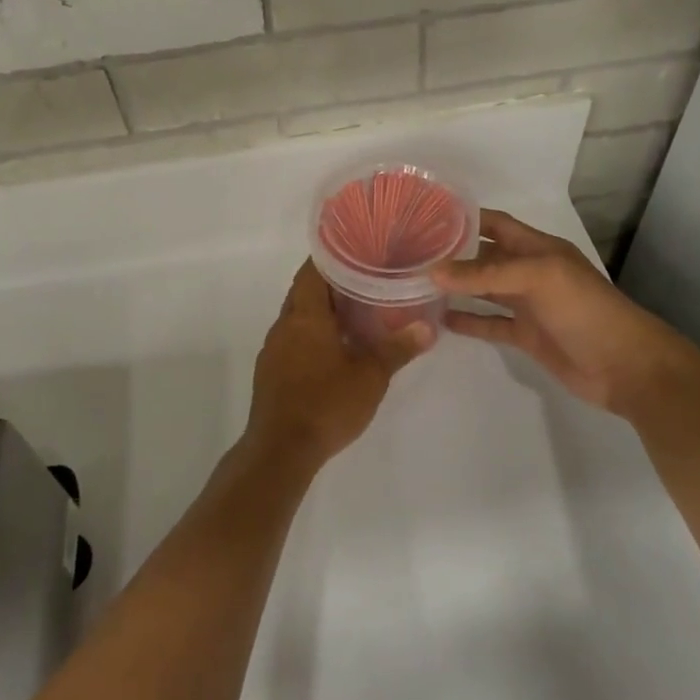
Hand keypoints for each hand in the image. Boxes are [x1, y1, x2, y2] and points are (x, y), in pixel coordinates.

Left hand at [245, 260, 432, 468]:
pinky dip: (312, 333)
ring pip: (298, 316)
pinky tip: (334, 347)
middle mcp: (284, 324)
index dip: (331, 256)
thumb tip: (428, 327)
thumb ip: (398, 349)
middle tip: (365, 279)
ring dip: (321, 310)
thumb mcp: (371, 376)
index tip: (355, 249)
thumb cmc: (326, 404)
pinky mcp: (271, 370)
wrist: (281, 450)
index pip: (312, 270)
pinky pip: (293, 338)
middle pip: (304, 291)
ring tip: (355, 311)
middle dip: (331, 283)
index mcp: (305, 315)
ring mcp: (274, 348)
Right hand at [431, 209, 699, 417]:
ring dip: (455, 288)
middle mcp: (530, 272)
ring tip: (415, 285)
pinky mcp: (526, 336)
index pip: (495, 224)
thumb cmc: (585, 310)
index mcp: (538, 248)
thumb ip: (485, 274)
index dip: (464, 218)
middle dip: (452, 254)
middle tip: (409, 254)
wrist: (625, 366)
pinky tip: (440, 319)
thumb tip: (431, 271)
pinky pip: (490, 323)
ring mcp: (528, 305)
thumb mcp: (538, 279)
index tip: (424, 216)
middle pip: (484, 257)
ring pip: (483, 291)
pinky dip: (468, 321)